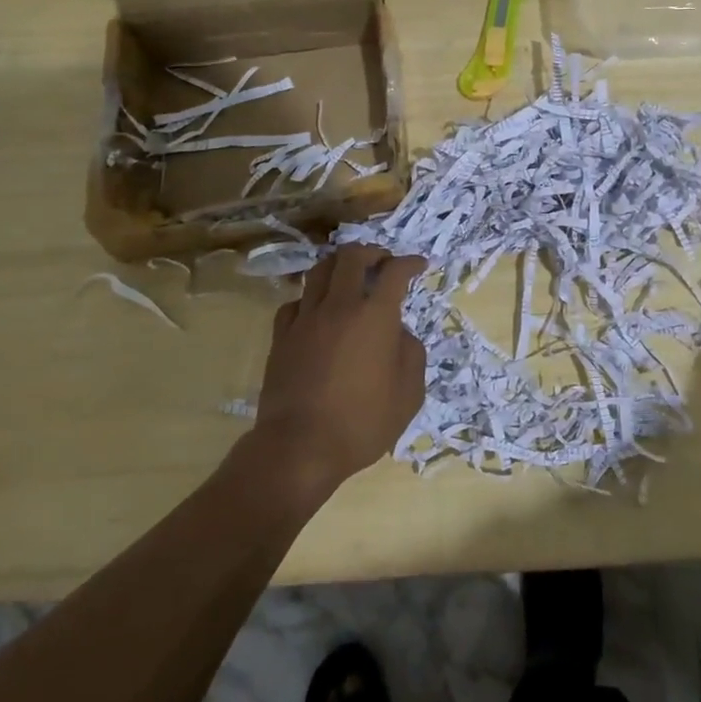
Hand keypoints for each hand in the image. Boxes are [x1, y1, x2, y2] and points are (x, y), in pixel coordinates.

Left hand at [253, 245, 427, 492]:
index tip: (419, 265)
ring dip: (339, 265)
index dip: (410, 262)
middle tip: (382, 263)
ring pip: (319, 270)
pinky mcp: (281, 337)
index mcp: (376, 316)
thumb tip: (399, 334)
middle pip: (352, 256)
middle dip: (372, 252)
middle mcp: (340, 306)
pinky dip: (310, 298)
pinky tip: (316, 311)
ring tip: (349, 276)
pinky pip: (295, 302)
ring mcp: (306, 319)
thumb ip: (411, 354)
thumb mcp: (409, 394)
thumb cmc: (362, 423)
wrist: (299, 448)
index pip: (395, 271)